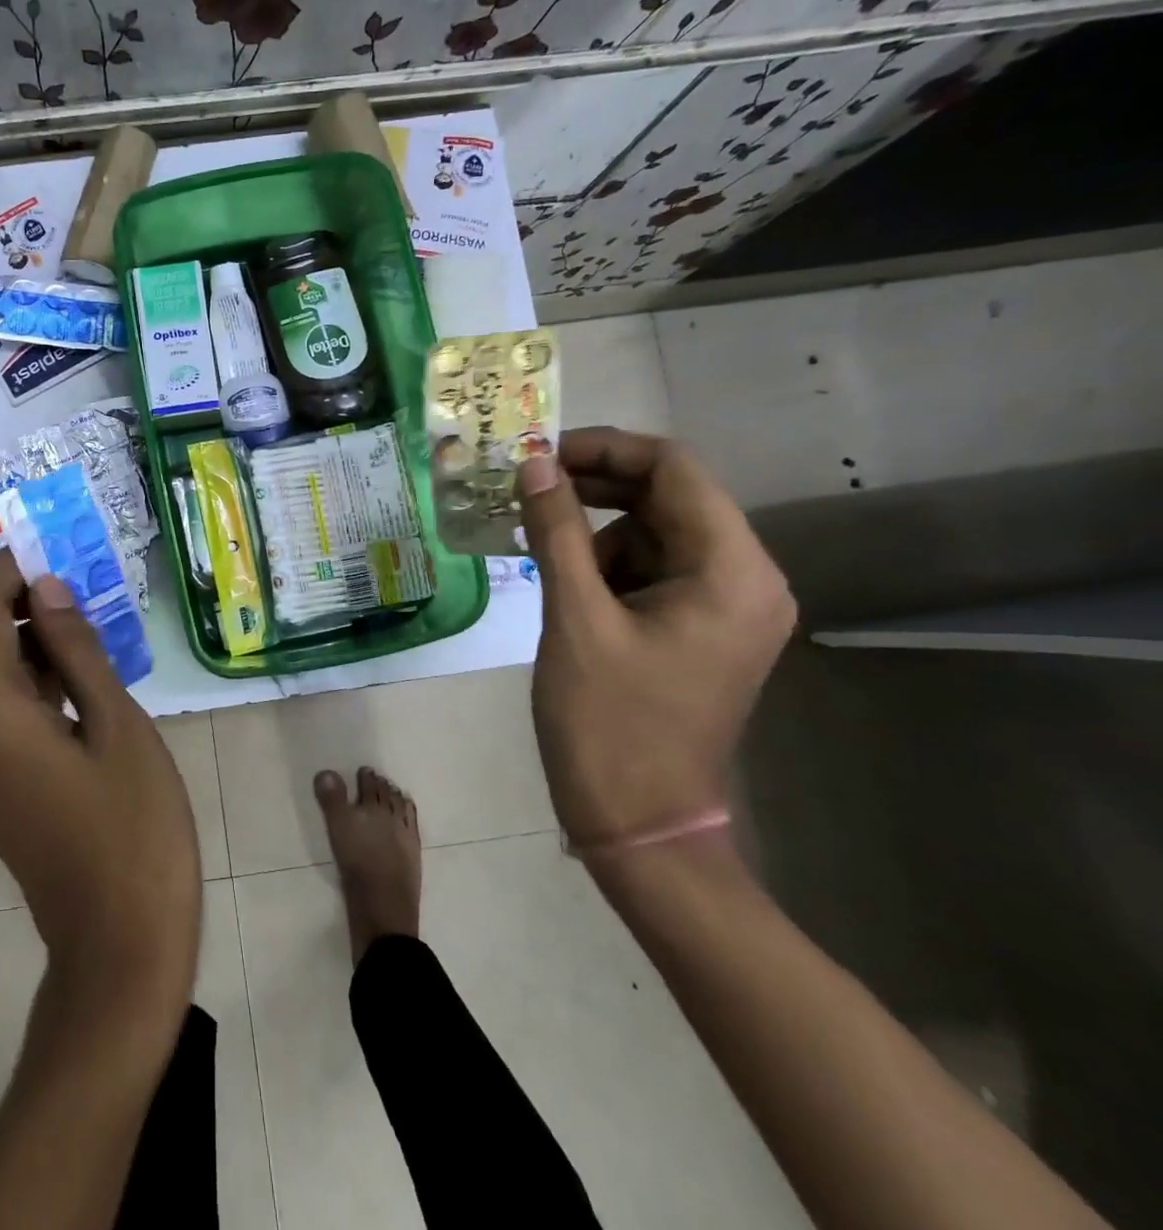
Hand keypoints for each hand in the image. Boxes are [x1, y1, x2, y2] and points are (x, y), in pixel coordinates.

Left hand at [0, 552, 201, 1018]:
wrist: (117, 940)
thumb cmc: (134, 827)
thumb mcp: (117, 725)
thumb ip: (76, 650)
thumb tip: (47, 586)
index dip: (5, 573)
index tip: (46, 548)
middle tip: (57, 590)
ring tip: (69, 625)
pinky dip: (5, 674)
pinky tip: (65, 674)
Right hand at [516, 427, 795, 851]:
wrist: (638, 822)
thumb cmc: (607, 722)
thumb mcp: (574, 617)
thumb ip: (556, 531)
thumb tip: (531, 464)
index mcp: (731, 571)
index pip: (674, 470)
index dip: (604, 449)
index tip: (538, 454)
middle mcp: (745, 579)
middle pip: (668, 498)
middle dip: (594, 488)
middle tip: (524, 489)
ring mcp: (726, 606)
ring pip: (654, 533)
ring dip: (594, 530)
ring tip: (538, 550)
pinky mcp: (700, 628)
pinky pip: (651, 570)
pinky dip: (605, 564)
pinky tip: (565, 587)